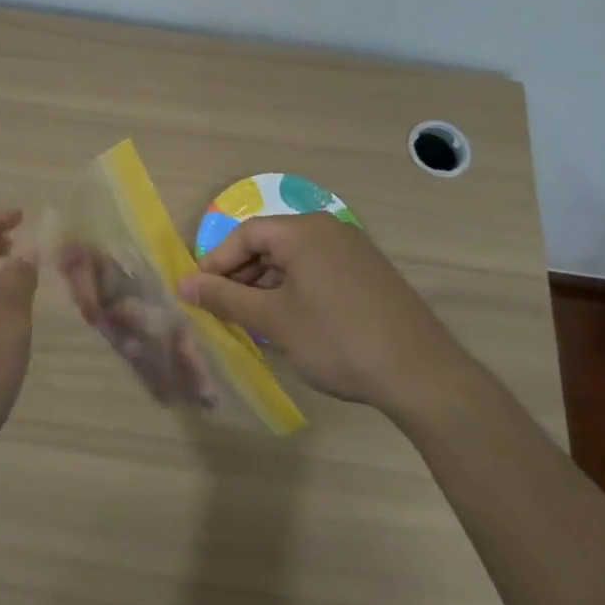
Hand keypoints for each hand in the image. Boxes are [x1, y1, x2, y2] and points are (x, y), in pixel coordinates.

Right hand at [178, 214, 467, 420]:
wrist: (421, 373)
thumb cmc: (337, 339)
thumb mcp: (273, 320)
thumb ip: (225, 299)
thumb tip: (184, 285)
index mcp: (304, 232)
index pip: (247, 234)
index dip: (217, 262)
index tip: (198, 293)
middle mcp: (329, 230)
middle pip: (271, 244)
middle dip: (241, 276)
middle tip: (223, 311)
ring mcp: (354, 251)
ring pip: (295, 260)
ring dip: (267, 287)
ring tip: (252, 322)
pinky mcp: (370, 275)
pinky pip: (318, 272)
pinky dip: (295, 291)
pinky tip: (289, 324)